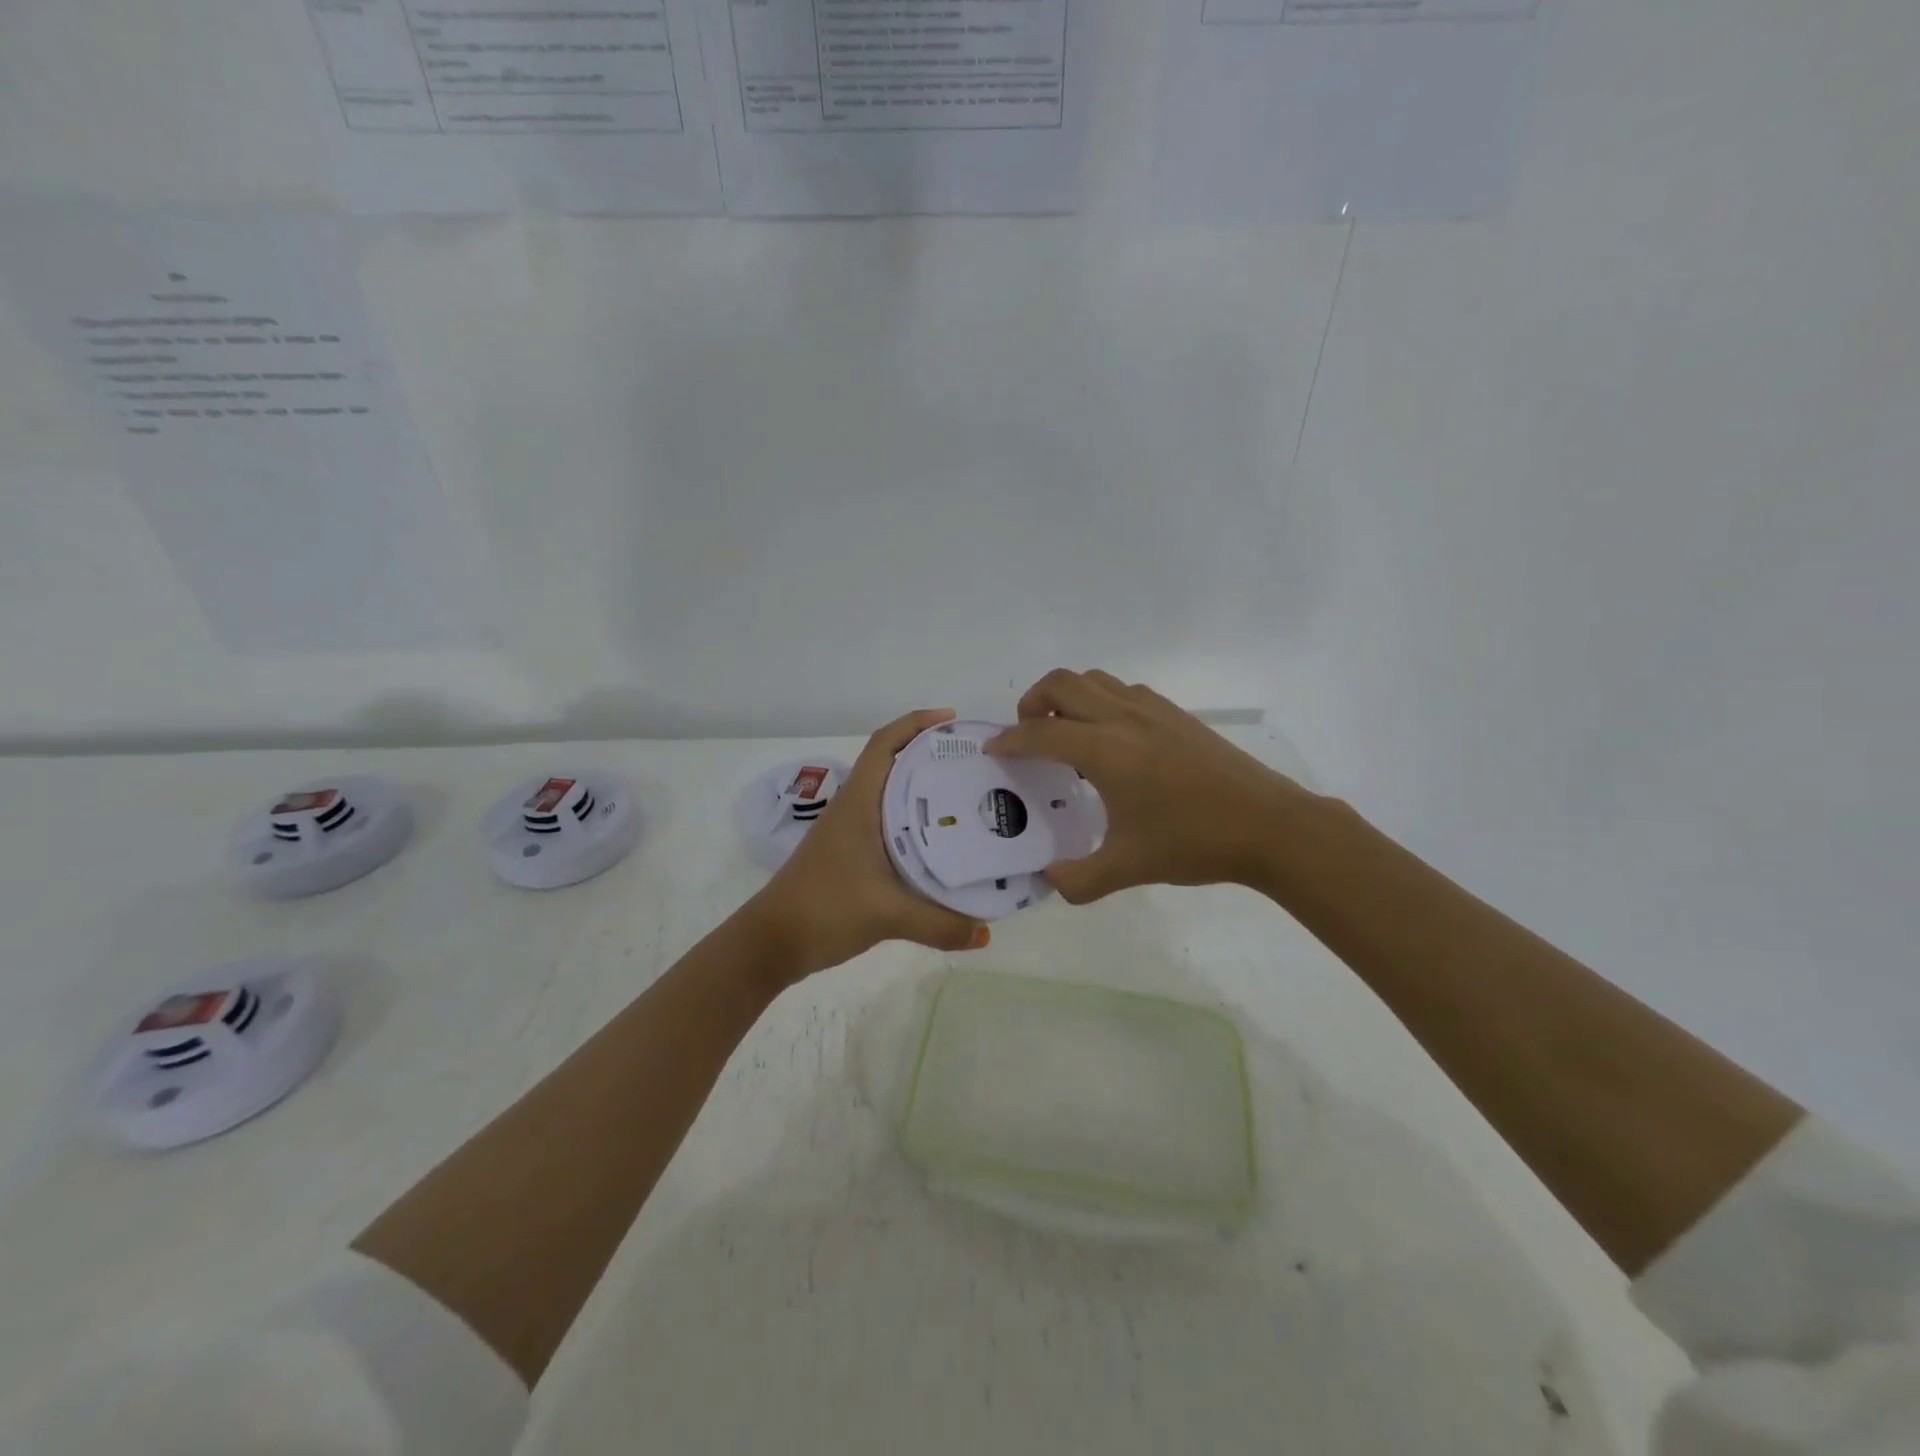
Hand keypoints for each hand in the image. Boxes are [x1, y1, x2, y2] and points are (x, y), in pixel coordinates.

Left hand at [747, 709, 990, 984]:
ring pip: (892, 796)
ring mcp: (850, 832)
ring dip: (924, 790)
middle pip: (894, 765)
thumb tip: (986, 933)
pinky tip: (941, 843)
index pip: (884, 744)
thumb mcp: (887, 915)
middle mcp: (854, 808)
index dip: (916, 723)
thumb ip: (940, 925)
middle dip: (931, 755)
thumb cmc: (825, 909)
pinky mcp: (850, 855)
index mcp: (859, 802)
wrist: (773, 942)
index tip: (953, 719)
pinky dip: (915, 822)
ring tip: (968, 797)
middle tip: (975, 763)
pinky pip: (889, 824)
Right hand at [985, 670, 1311, 902]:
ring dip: (1067, 697)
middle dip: (1032, 702)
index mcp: (1105, 750)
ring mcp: (1152, 710)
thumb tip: (1048, 879)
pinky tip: (1112, 742)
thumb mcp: (1128, 868)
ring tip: (1066, 735)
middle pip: (1061, 684)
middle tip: (1028, 736)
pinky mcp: (1176, 714)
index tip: (992, 751)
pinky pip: (1123, 691)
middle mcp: (1123, 718)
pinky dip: (1100, 702)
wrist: (1270, 825)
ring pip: (1094, 680)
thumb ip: (1078, 878)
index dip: (1008, 740)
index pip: (1039, 733)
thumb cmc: (1194, 842)